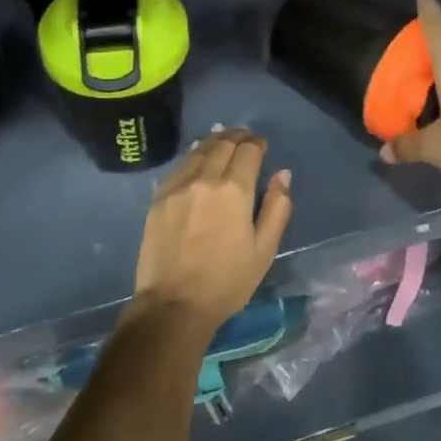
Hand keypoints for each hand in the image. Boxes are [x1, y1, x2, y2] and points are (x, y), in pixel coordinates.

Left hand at [133, 128, 292, 329]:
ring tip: (222, 139)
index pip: (248, 151)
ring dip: (213, 142)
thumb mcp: (264, 249)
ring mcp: (177, 187)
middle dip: (236, 137)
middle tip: (244, 136)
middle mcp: (205, 179)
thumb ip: (276, 208)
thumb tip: (282, 175)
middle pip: (222, 145)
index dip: (257, 143)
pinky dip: (192, 157)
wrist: (174, 304)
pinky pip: (178, 168)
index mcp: (235, 190)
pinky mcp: (158, 199)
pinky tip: (196, 159)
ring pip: (198, 152)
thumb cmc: (227, 281)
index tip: (261, 144)